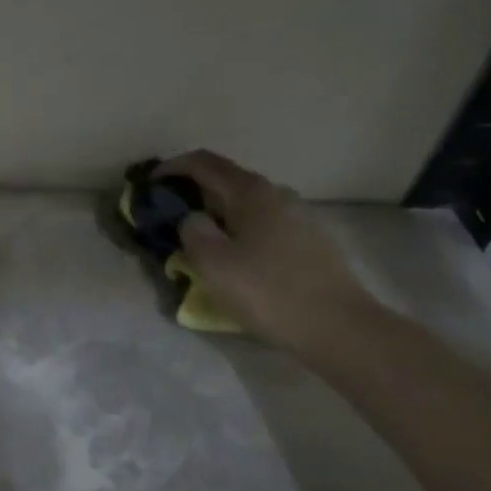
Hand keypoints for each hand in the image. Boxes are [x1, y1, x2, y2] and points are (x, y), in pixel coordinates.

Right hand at [158, 150, 378, 352]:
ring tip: (200, 237)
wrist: (340, 327)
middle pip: (226, 179)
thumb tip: (193, 218)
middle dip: (193, 191)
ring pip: (246, 203)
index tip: (149, 184)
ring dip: (218, 211)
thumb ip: (192, 232)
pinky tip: (236, 255)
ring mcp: (298, 215)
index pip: (203, 162)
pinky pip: (263, 222)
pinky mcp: (310, 240)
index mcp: (250, 192)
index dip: (172, 168)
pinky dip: (240, 227)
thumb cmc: (269, 292)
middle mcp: (276, 193)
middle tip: (170, 214)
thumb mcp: (214, 264)